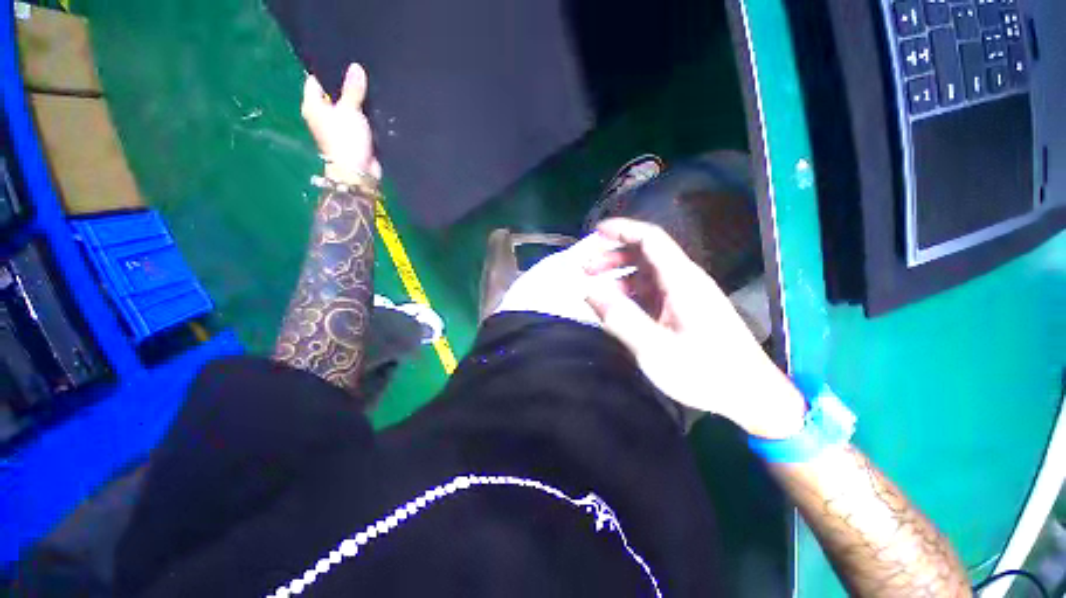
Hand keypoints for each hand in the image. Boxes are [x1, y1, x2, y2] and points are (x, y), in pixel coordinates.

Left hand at [302, 63, 381, 182]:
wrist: (358, 172)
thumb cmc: (346, 139)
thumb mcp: (350, 109)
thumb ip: (353, 89)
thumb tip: (356, 67)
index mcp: (312, 106)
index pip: (315, 80)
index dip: (327, 69)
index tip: (343, 61)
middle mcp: (321, 116)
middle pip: (332, 94)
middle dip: (345, 86)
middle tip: (360, 73)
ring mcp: (337, 128)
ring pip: (346, 108)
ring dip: (356, 102)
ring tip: (370, 88)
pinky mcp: (352, 138)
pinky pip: (357, 122)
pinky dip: (364, 116)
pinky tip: (374, 108)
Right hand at [584, 218, 806, 438]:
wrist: (750, 395)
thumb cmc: (705, 372)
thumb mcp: (655, 349)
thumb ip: (620, 319)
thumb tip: (589, 293)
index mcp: (682, 280)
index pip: (651, 239)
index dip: (622, 229)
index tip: (595, 232)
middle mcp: (684, 281)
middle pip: (646, 254)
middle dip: (613, 256)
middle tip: (586, 269)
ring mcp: (685, 296)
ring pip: (647, 274)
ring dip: (619, 276)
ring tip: (595, 289)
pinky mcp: (684, 310)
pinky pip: (651, 293)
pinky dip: (630, 294)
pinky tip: (617, 308)